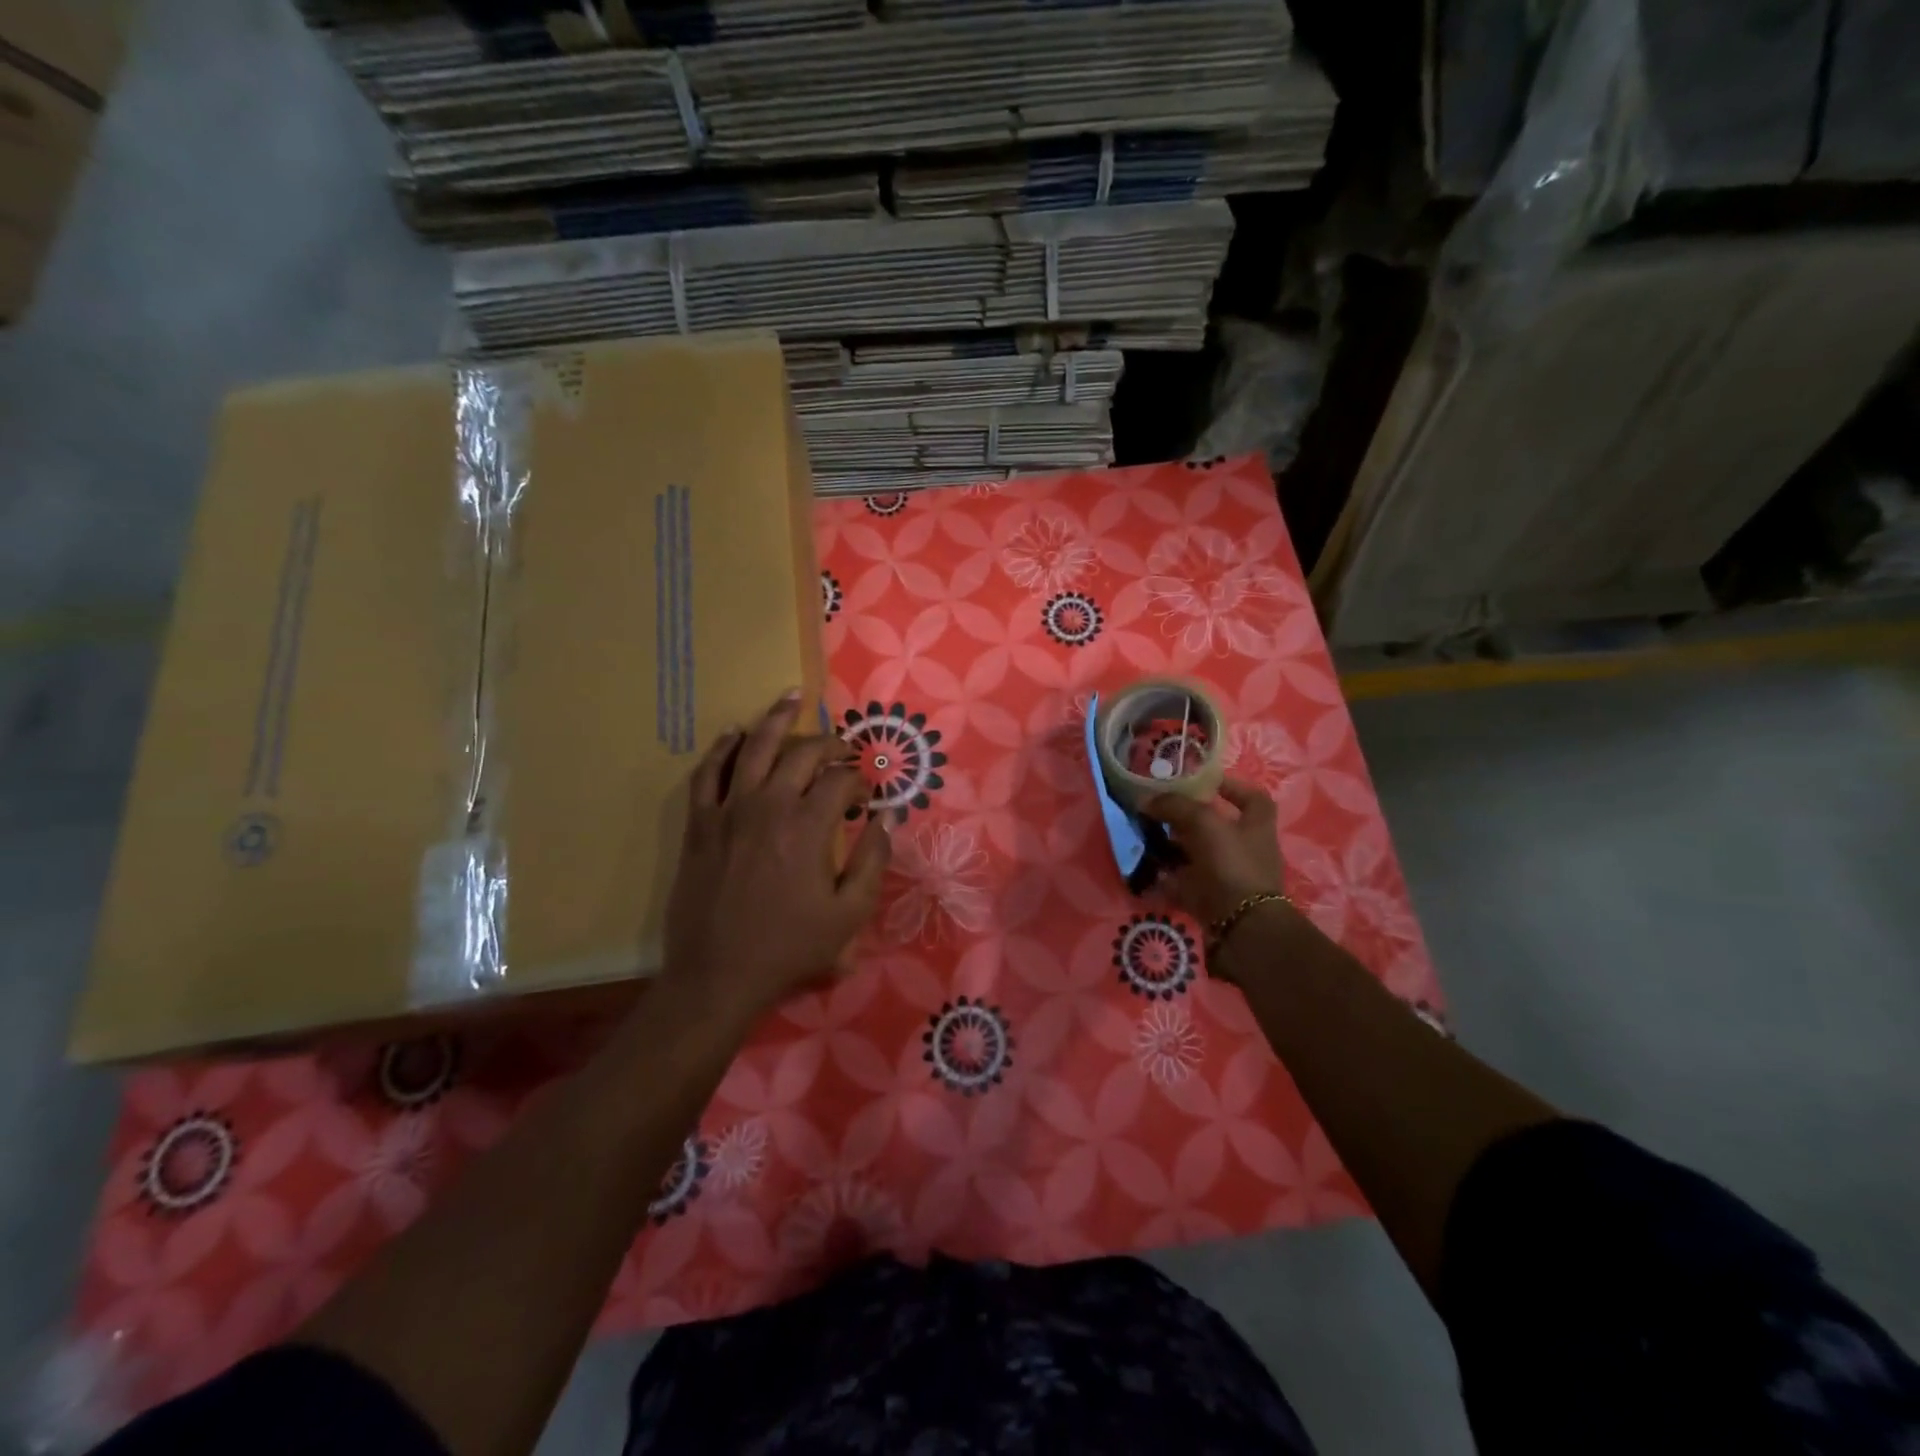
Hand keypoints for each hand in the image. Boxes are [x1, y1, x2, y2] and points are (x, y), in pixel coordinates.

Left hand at [663, 691, 889, 1024]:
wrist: (718, 974)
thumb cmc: (789, 947)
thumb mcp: (848, 913)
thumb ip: (874, 860)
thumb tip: (889, 815)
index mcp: (808, 827)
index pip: (842, 780)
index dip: (861, 782)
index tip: (866, 801)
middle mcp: (769, 805)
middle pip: (803, 753)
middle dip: (830, 743)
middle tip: (843, 748)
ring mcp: (729, 810)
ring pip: (753, 747)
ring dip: (776, 719)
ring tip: (791, 697)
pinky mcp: (700, 822)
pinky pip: (708, 772)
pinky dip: (723, 748)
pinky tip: (735, 733)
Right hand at [1142, 778, 1284, 927]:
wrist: (1241, 926)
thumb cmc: (1231, 864)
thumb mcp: (1204, 823)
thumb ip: (1175, 806)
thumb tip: (1146, 799)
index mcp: (1256, 825)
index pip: (1251, 796)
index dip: (1230, 786)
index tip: (1202, 781)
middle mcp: (1246, 848)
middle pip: (1216, 826)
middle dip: (1188, 818)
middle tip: (1159, 809)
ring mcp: (1228, 875)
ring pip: (1197, 854)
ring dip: (1173, 846)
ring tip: (1146, 836)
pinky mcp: (1211, 898)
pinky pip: (1184, 882)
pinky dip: (1166, 876)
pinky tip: (1145, 867)